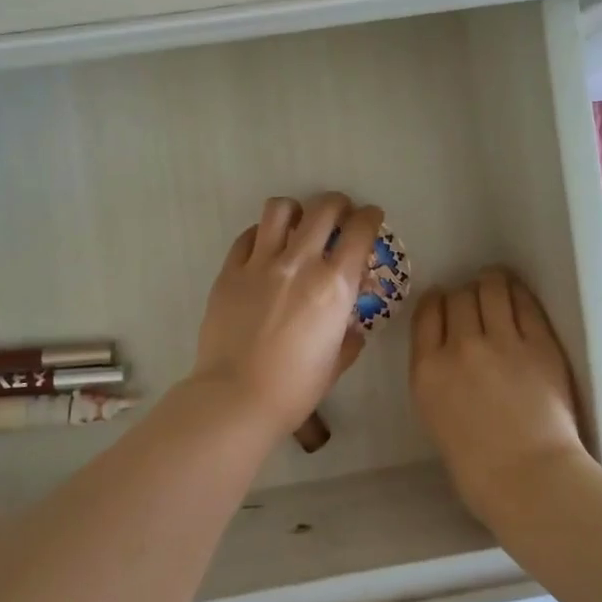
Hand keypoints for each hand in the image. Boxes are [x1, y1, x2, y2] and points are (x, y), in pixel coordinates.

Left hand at [190, 193, 383, 439]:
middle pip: (323, 208)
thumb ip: (348, 335)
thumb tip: (351, 324)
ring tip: (298, 223)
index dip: (370, 217)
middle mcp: (300, 264)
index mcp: (334, 286)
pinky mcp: (230, 271)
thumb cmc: (295, 388)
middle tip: (339, 213)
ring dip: (296, 210)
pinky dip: (262, 234)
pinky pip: (248, 236)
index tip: (371, 217)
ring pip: (280, 209)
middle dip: (338, 203)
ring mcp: (261, 264)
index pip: (360, 231)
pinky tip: (265, 248)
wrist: (236, 397)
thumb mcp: (336, 361)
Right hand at [410, 268, 592, 523]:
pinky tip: (517, 294)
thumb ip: (438, 379)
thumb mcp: (435, 417)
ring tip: (496, 284)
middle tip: (474, 301)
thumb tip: (451, 356)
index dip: (436, 301)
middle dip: (463, 295)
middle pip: (457, 298)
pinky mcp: (539, 344)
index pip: (426, 313)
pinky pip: (524, 303)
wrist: (530, 481)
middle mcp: (459, 347)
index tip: (444, 301)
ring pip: (490, 289)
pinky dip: (517, 293)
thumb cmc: (478, 470)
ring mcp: (501, 342)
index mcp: (427, 371)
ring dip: (491, 283)